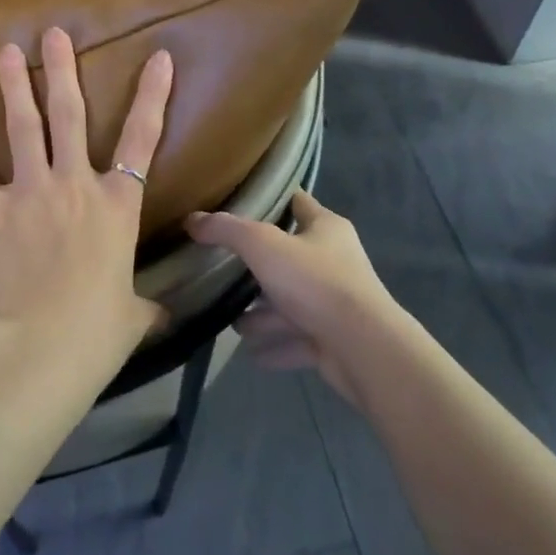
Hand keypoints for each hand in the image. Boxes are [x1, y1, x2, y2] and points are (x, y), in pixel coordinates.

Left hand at [0, 29, 171, 370]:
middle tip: (53, 34)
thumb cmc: (94, 336)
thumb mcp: (132, 317)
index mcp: (117, 206)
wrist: (37, 351)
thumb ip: (145, 305)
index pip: (142, 139)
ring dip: (14, 85)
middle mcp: (75, 185)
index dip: (153, 96)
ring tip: (6, 50)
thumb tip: (161, 314)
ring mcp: (29, 192)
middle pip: (70, 115)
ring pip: (22, 126)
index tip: (158, 58)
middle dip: (62, 70)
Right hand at [185, 192, 401, 401]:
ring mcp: (336, 303)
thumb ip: (226, 230)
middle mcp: (335, 261)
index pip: (297, 203)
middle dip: (258, 270)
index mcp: (326, 228)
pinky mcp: (334, 340)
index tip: (239, 203)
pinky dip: (276, 346)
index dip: (271, 200)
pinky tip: (252, 355)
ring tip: (232, 323)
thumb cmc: (315, 282)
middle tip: (224, 273)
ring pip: (292, 304)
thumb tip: (193, 220)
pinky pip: (298, 340)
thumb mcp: (263, 245)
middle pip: (289, 258)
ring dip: (264, 315)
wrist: (362, 348)